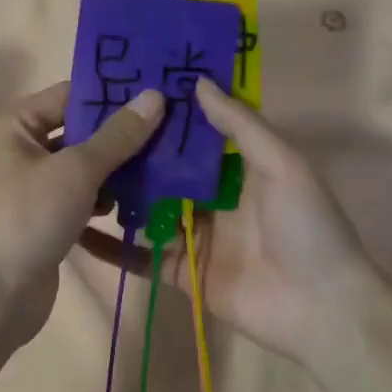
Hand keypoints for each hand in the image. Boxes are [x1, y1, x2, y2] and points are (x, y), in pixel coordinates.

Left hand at [0, 81, 165, 337]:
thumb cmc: (30, 216)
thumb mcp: (77, 170)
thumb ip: (117, 136)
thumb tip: (155, 96)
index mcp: (14, 126)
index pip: (68, 96)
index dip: (111, 95)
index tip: (157, 92)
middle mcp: (18, 151)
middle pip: (78, 133)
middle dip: (120, 136)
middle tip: (170, 131)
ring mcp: (30, 188)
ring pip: (82, 169)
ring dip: (116, 171)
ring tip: (161, 168)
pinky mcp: (43, 220)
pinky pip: (79, 199)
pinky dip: (103, 201)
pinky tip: (135, 205)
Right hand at [81, 81, 384, 364]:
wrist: (319, 308)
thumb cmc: (306, 228)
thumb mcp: (282, 165)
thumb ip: (241, 126)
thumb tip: (198, 83)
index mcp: (242, 170)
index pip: (198, 136)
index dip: (168, 115)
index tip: (129, 89)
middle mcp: (216, 200)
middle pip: (167, 172)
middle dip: (134, 153)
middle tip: (87, 128)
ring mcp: (196, 238)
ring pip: (149, 211)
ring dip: (118, 196)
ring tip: (72, 171)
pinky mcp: (182, 273)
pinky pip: (142, 256)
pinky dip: (113, 247)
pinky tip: (78, 230)